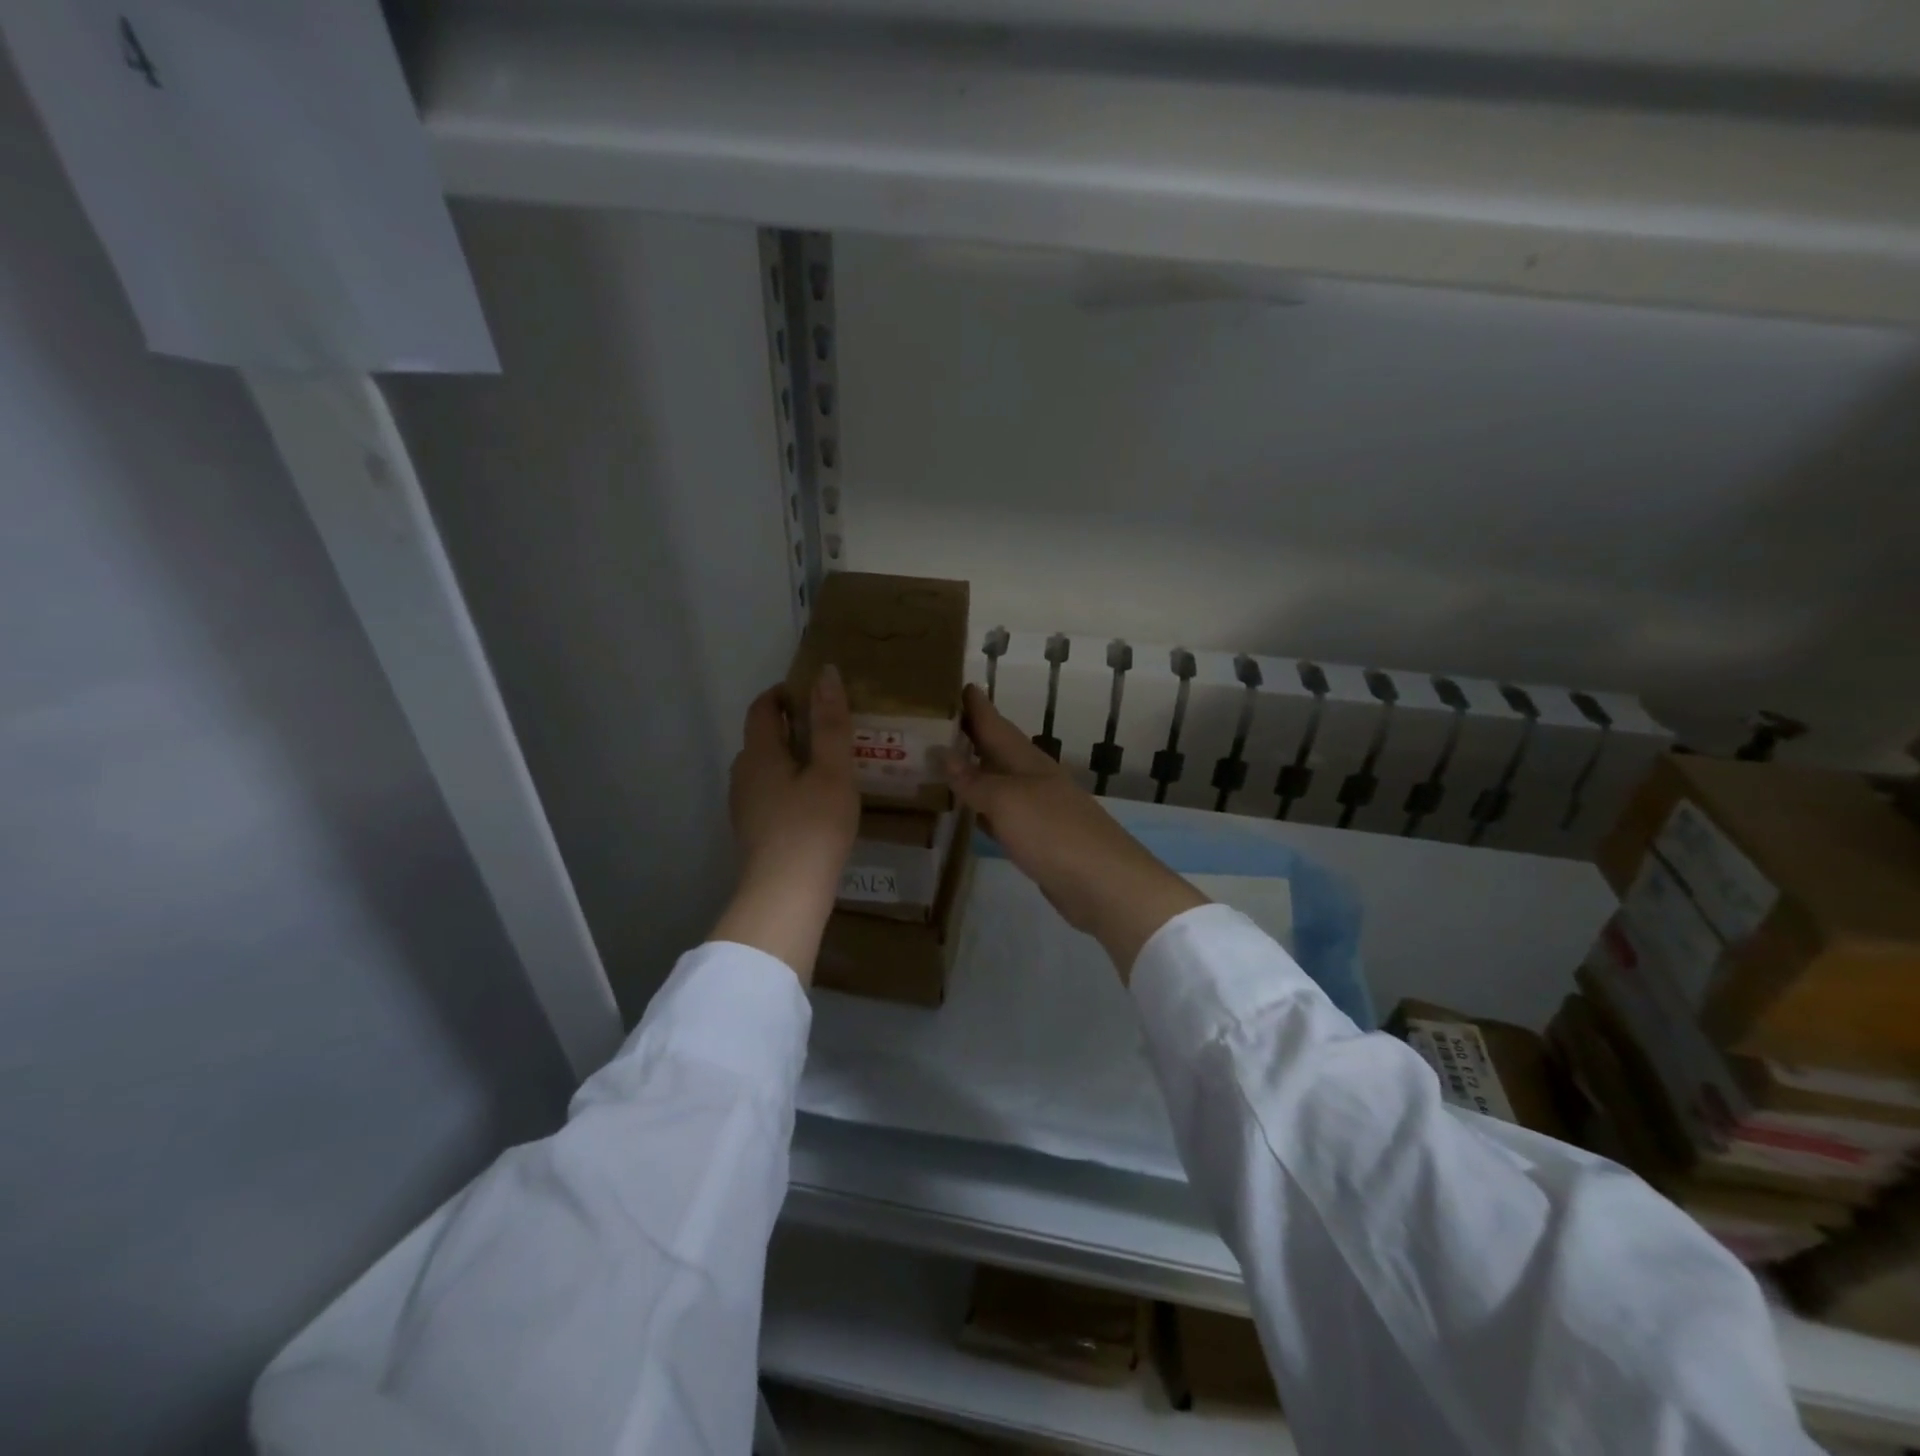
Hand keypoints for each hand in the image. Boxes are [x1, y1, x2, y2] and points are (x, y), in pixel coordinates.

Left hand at [711, 668, 859, 981]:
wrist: (785, 895)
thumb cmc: (813, 826)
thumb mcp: (832, 770)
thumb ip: (830, 723)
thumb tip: (825, 672)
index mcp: (758, 754)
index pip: (762, 708)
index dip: (784, 694)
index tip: (813, 694)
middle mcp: (742, 775)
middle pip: (762, 739)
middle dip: (791, 727)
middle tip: (829, 730)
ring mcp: (743, 807)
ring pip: (765, 770)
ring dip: (790, 760)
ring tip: (827, 767)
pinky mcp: (752, 833)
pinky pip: (768, 795)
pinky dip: (788, 787)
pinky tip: (814, 804)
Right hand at [943, 685, 1206, 979]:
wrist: (1103, 884)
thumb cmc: (1053, 833)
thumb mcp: (1006, 801)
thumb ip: (974, 781)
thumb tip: (943, 753)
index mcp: (1027, 760)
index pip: (995, 724)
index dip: (976, 706)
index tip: (956, 683)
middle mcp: (1034, 778)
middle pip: (997, 750)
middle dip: (970, 736)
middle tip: (935, 724)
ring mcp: (1039, 809)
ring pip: (999, 782)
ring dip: (974, 772)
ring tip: (942, 764)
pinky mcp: (1039, 839)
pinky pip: (1003, 814)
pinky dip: (983, 808)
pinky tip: (970, 813)